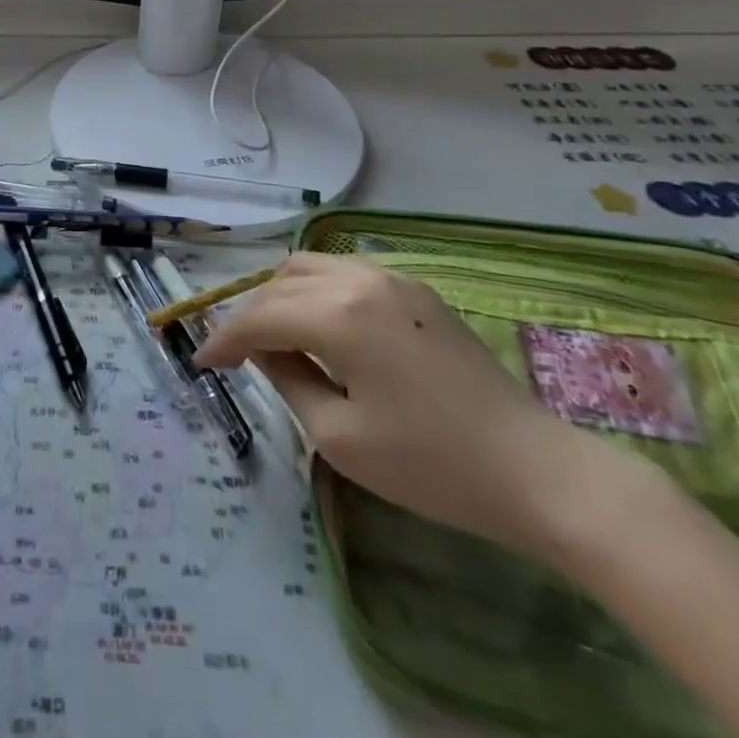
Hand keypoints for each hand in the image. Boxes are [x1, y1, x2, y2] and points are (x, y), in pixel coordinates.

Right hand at [194, 253, 657, 561]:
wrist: (537, 470)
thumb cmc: (431, 464)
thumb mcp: (338, 435)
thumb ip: (286, 379)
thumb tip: (262, 349)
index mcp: (337, 314)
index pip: (259, 317)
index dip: (223, 339)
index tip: (201, 362)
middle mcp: (358, 280)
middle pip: (279, 282)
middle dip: (249, 314)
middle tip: (234, 352)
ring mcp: (392, 278)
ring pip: (311, 266)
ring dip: (281, 294)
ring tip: (273, 334)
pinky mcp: (416, 289)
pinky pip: (346, 272)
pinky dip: (317, 290)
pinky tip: (320, 323)